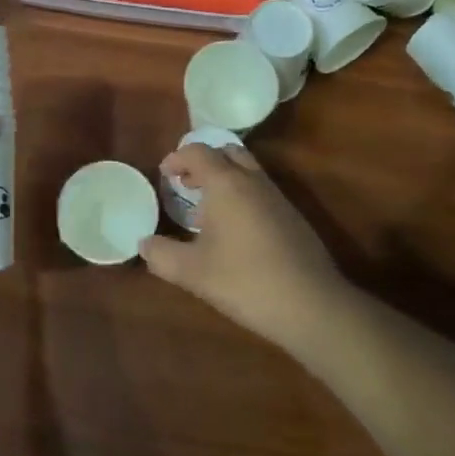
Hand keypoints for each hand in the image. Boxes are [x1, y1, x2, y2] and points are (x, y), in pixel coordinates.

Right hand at [141, 143, 350, 354]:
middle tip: (186, 185)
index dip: (177, 158)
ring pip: (247, 169)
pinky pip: (260, 189)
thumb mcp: (193, 272)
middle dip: (203, 162)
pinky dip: (242, 194)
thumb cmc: (244, 280)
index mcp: (226, 183)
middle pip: (226, 151)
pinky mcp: (292, 215)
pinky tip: (235, 231)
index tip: (165, 174)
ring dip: (224, 178)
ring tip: (207, 210)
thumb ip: (162, 255)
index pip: (198, 151)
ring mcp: (277, 196)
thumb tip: (144, 244)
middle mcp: (252, 180)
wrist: (310, 304)